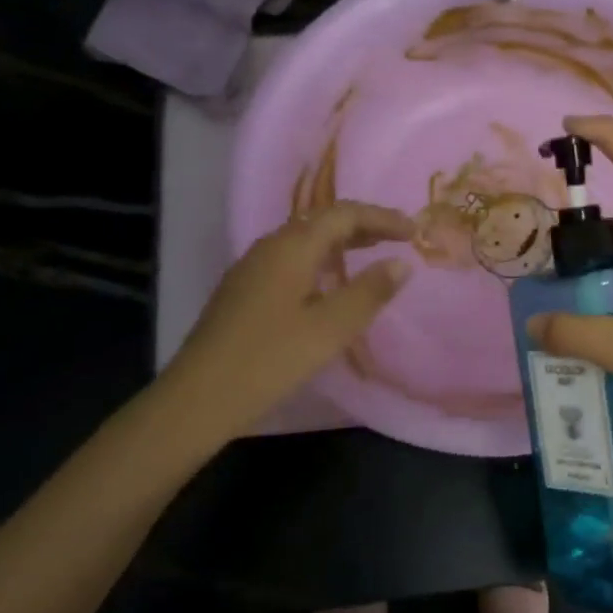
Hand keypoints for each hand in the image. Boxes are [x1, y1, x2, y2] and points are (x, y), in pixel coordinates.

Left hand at [171, 201, 415, 437]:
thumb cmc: (270, 359)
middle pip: (322, 221)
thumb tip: (401, 263)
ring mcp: (252, 268)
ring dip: (342, 241)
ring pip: (304, 240)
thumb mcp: (330, 329)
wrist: (199, 398)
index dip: (382, 217)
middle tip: (398, 238)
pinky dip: (322, 260)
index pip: (344, 214)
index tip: (414, 231)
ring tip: (371, 254)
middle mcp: (269, 247)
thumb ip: (369, 293)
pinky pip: (291, 259)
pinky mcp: (244, 291)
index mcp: (291, 247)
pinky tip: (329, 284)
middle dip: (363, 225)